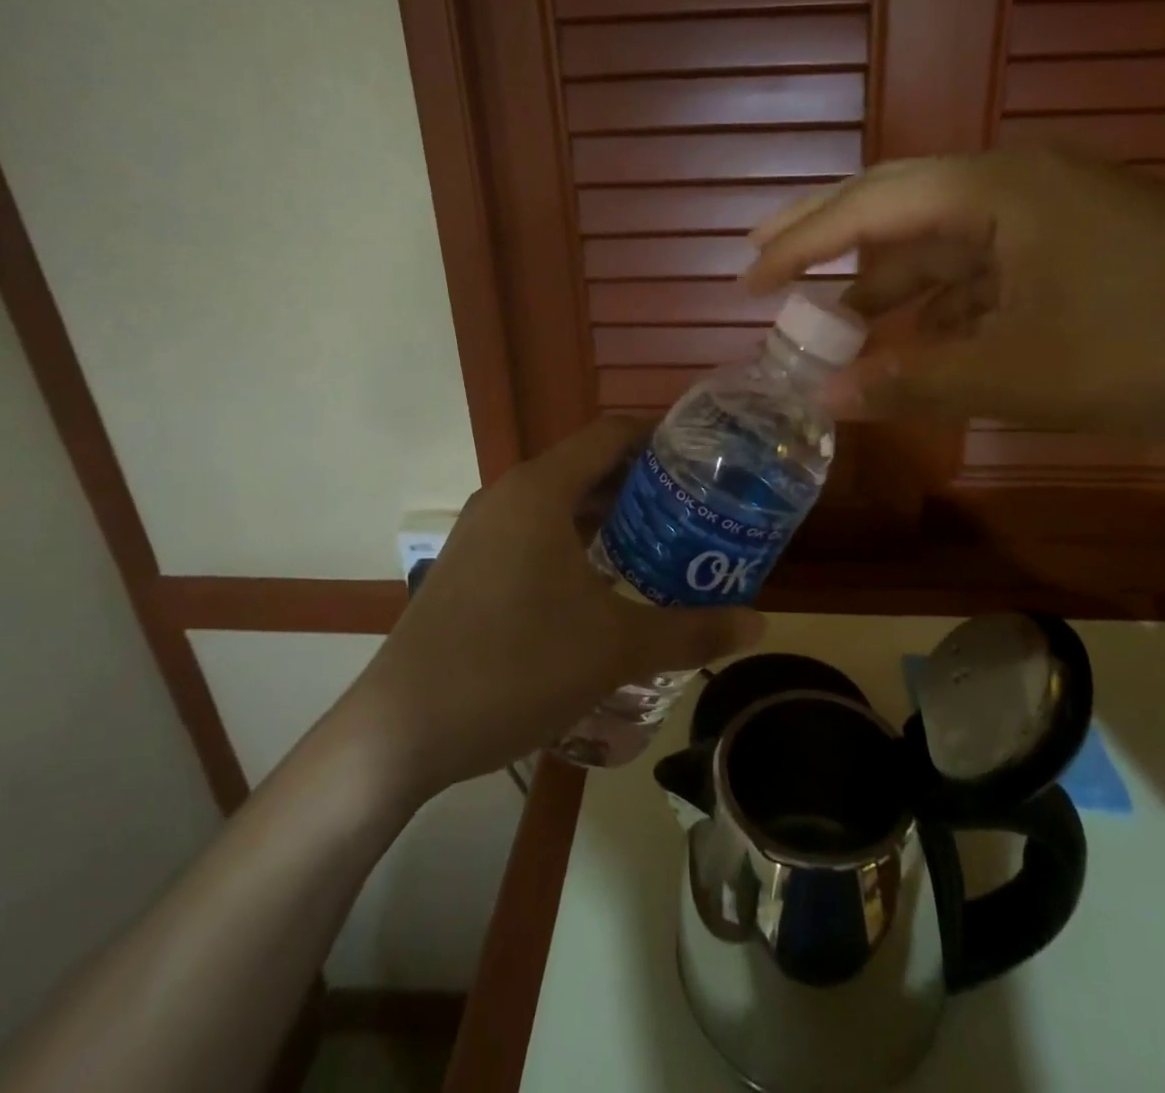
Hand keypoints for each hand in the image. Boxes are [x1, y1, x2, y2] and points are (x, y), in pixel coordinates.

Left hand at [345, 417, 765, 795]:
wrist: (402, 729)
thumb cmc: (516, 667)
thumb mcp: (616, 648)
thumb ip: (693, 631)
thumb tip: (761, 624)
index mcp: (540, 490)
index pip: (611, 434)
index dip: (661, 437)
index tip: (706, 455)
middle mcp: (508, 496)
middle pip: (587, 467)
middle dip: (644, 483)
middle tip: (698, 508)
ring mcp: (482, 532)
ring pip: (560, 503)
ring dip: (610, 517)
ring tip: (663, 543)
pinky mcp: (470, 566)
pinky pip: (535, 533)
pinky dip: (576, 542)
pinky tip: (605, 584)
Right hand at [744, 150, 1164, 435]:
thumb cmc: (1160, 346)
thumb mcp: (1021, 373)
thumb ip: (913, 381)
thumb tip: (822, 395)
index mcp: (994, 191)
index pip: (869, 206)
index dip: (799, 242)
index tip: (746, 276)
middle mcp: (1013, 187)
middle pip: (895, 209)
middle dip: (827, 241)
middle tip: (762, 264)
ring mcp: (1049, 216)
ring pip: (940, 248)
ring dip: (887, 286)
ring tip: (832, 323)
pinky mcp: (1076, 250)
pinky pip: (983, 272)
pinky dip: (941, 307)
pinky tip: (919, 343)